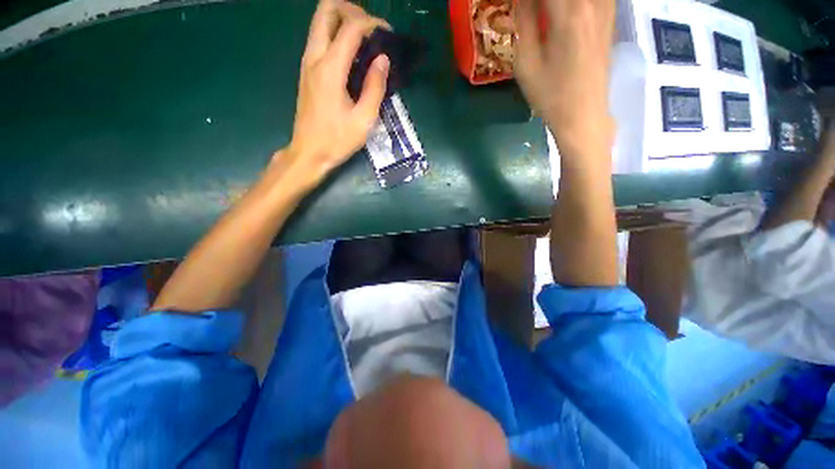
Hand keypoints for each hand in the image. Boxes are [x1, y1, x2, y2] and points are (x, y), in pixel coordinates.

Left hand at [284, 0, 390, 180]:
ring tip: (365, 38)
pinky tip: (352, 54)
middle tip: (371, 27)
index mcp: (330, 69)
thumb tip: (383, 60)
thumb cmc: (338, 140)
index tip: (388, 34)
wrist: (309, 152)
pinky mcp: (306, 71)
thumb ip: (375, 87)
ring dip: (343, 19)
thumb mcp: (364, 120)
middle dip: (351, 9)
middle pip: (326, 10)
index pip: (351, 27)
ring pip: (319, 21)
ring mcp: (307, 62)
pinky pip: (319, 38)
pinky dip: (336, 34)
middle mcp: (314, 57)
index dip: (372, 23)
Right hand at [514, 0, 614, 151]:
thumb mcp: (526, 64)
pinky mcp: (609, 14)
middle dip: (538, 2)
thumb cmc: (550, 95)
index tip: (517, 8)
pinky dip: (569, 5)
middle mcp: (592, 1)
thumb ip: (523, 21)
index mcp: (569, 12)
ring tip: (541, 16)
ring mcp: (606, 5)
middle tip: (528, 12)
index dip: (525, 0)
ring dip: (554, 4)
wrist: (583, 114)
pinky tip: (559, 16)